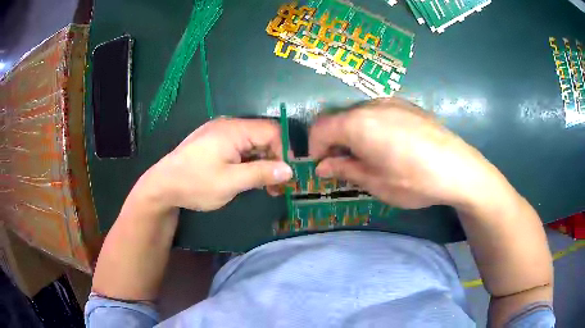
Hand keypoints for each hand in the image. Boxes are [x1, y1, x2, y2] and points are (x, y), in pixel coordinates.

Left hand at [144, 118, 292, 210]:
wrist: (163, 186)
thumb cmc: (195, 183)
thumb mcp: (230, 182)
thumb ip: (261, 173)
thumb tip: (289, 170)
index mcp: (233, 130)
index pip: (271, 131)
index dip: (284, 151)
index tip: (286, 175)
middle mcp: (228, 125)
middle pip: (262, 136)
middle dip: (273, 159)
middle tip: (276, 186)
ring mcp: (219, 133)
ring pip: (251, 143)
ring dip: (261, 163)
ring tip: (264, 186)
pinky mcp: (214, 142)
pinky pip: (239, 147)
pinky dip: (248, 162)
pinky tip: (247, 178)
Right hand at [309, 98, 508, 209]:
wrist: (458, 168)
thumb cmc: (413, 180)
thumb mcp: (374, 182)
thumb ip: (344, 170)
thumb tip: (322, 167)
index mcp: (357, 123)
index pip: (320, 128)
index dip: (314, 148)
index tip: (321, 167)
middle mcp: (371, 106)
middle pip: (339, 119)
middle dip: (334, 142)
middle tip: (344, 166)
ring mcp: (391, 102)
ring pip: (359, 115)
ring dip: (353, 135)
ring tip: (368, 157)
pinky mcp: (408, 106)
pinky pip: (379, 114)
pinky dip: (372, 128)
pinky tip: (389, 146)